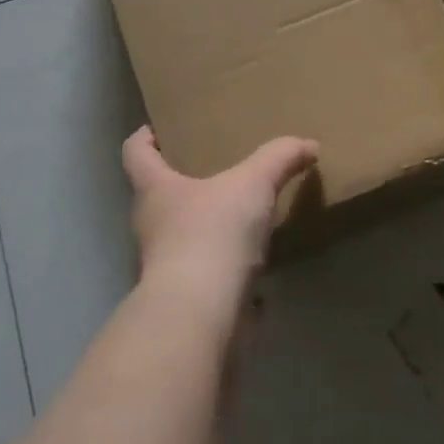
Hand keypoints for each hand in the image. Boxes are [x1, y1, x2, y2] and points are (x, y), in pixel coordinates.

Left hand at [121, 128, 319, 309]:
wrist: (201, 314)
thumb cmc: (212, 233)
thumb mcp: (253, 183)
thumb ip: (279, 158)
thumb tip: (308, 144)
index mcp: (155, 190)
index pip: (135, 153)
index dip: (144, 138)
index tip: (160, 129)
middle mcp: (152, 226)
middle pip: (159, 195)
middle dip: (183, 181)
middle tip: (215, 167)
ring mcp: (166, 265)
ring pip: (183, 234)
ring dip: (206, 224)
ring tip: (242, 211)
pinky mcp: (188, 297)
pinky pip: (207, 270)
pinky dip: (226, 263)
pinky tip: (255, 257)